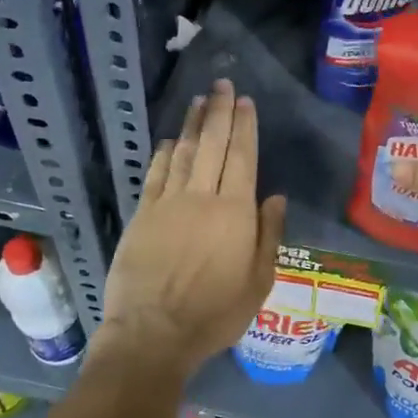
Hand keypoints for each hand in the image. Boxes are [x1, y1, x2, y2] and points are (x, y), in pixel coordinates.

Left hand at [96, 79, 285, 376]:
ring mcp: (167, 204)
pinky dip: (164, 154)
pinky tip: (170, 141)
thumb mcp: (259, 282)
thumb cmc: (215, 313)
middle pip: (213, 145)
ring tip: (198, 102)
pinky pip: (156, 175)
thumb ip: (269, 235)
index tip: (244, 101)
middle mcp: (202, 197)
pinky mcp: (142, 215)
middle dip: (218, 112)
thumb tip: (275, 196)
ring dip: (192, 125)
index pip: (242, 157)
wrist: (153, 333)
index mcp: (235, 212)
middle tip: (221, 84)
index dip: (244, 126)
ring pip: (183, 153)